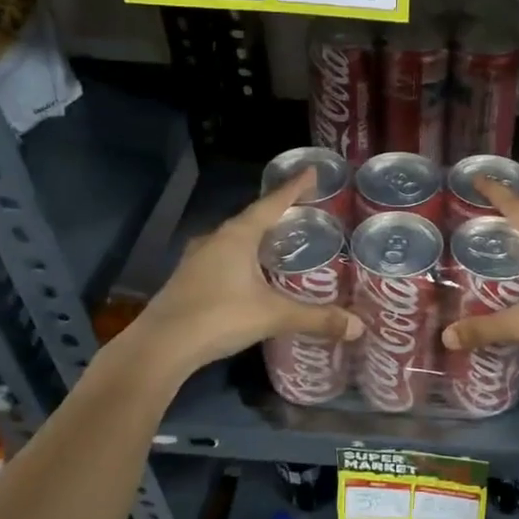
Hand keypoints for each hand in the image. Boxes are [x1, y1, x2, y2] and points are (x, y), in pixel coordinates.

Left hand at [122, 170, 361, 383]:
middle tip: (302, 212)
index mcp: (238, 236)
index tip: (312, 172)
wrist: (160, 347)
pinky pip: (222, 257)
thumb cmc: (219, 317)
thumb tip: (358, 327)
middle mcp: (215, 239)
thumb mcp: (273, 316)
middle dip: (277, 213)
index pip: (272, 203)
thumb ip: (316, 318)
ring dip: (256, 237)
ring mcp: (197, 258)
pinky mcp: (188, 279)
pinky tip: (250, 273)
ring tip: (279, 241)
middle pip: (252, 218)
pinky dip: (242, 257)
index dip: (294, 188)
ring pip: (234, 239)